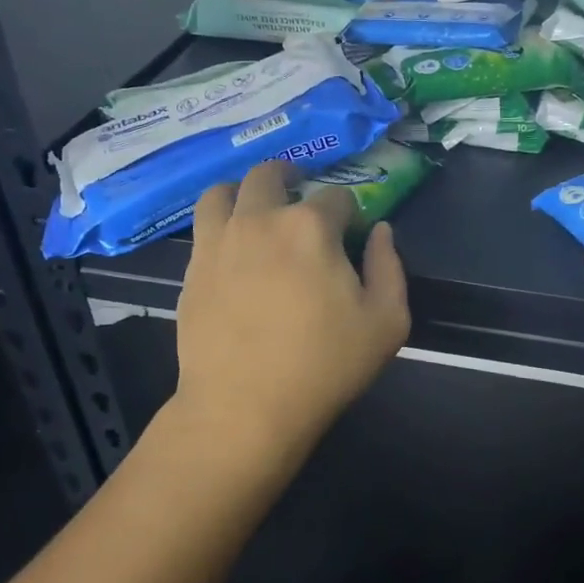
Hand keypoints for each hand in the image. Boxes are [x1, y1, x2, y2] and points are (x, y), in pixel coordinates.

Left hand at [174, 161, 409, 463]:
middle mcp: (261, 219)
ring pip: (224, 191)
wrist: (243, 408)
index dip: (350, 214)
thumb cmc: (324, 366)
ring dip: (245, 191)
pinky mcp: (193, 268)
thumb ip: (390, 267)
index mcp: (312, 227)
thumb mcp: (387, 322)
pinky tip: (234, 248)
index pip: (337, 197)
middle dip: (292, 178)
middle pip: (271, 174)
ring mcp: (219, 241)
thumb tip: (380, 232)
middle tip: (301, 197)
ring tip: (257, 210)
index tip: (352, 237)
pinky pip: (203, 226)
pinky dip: (221, 223)